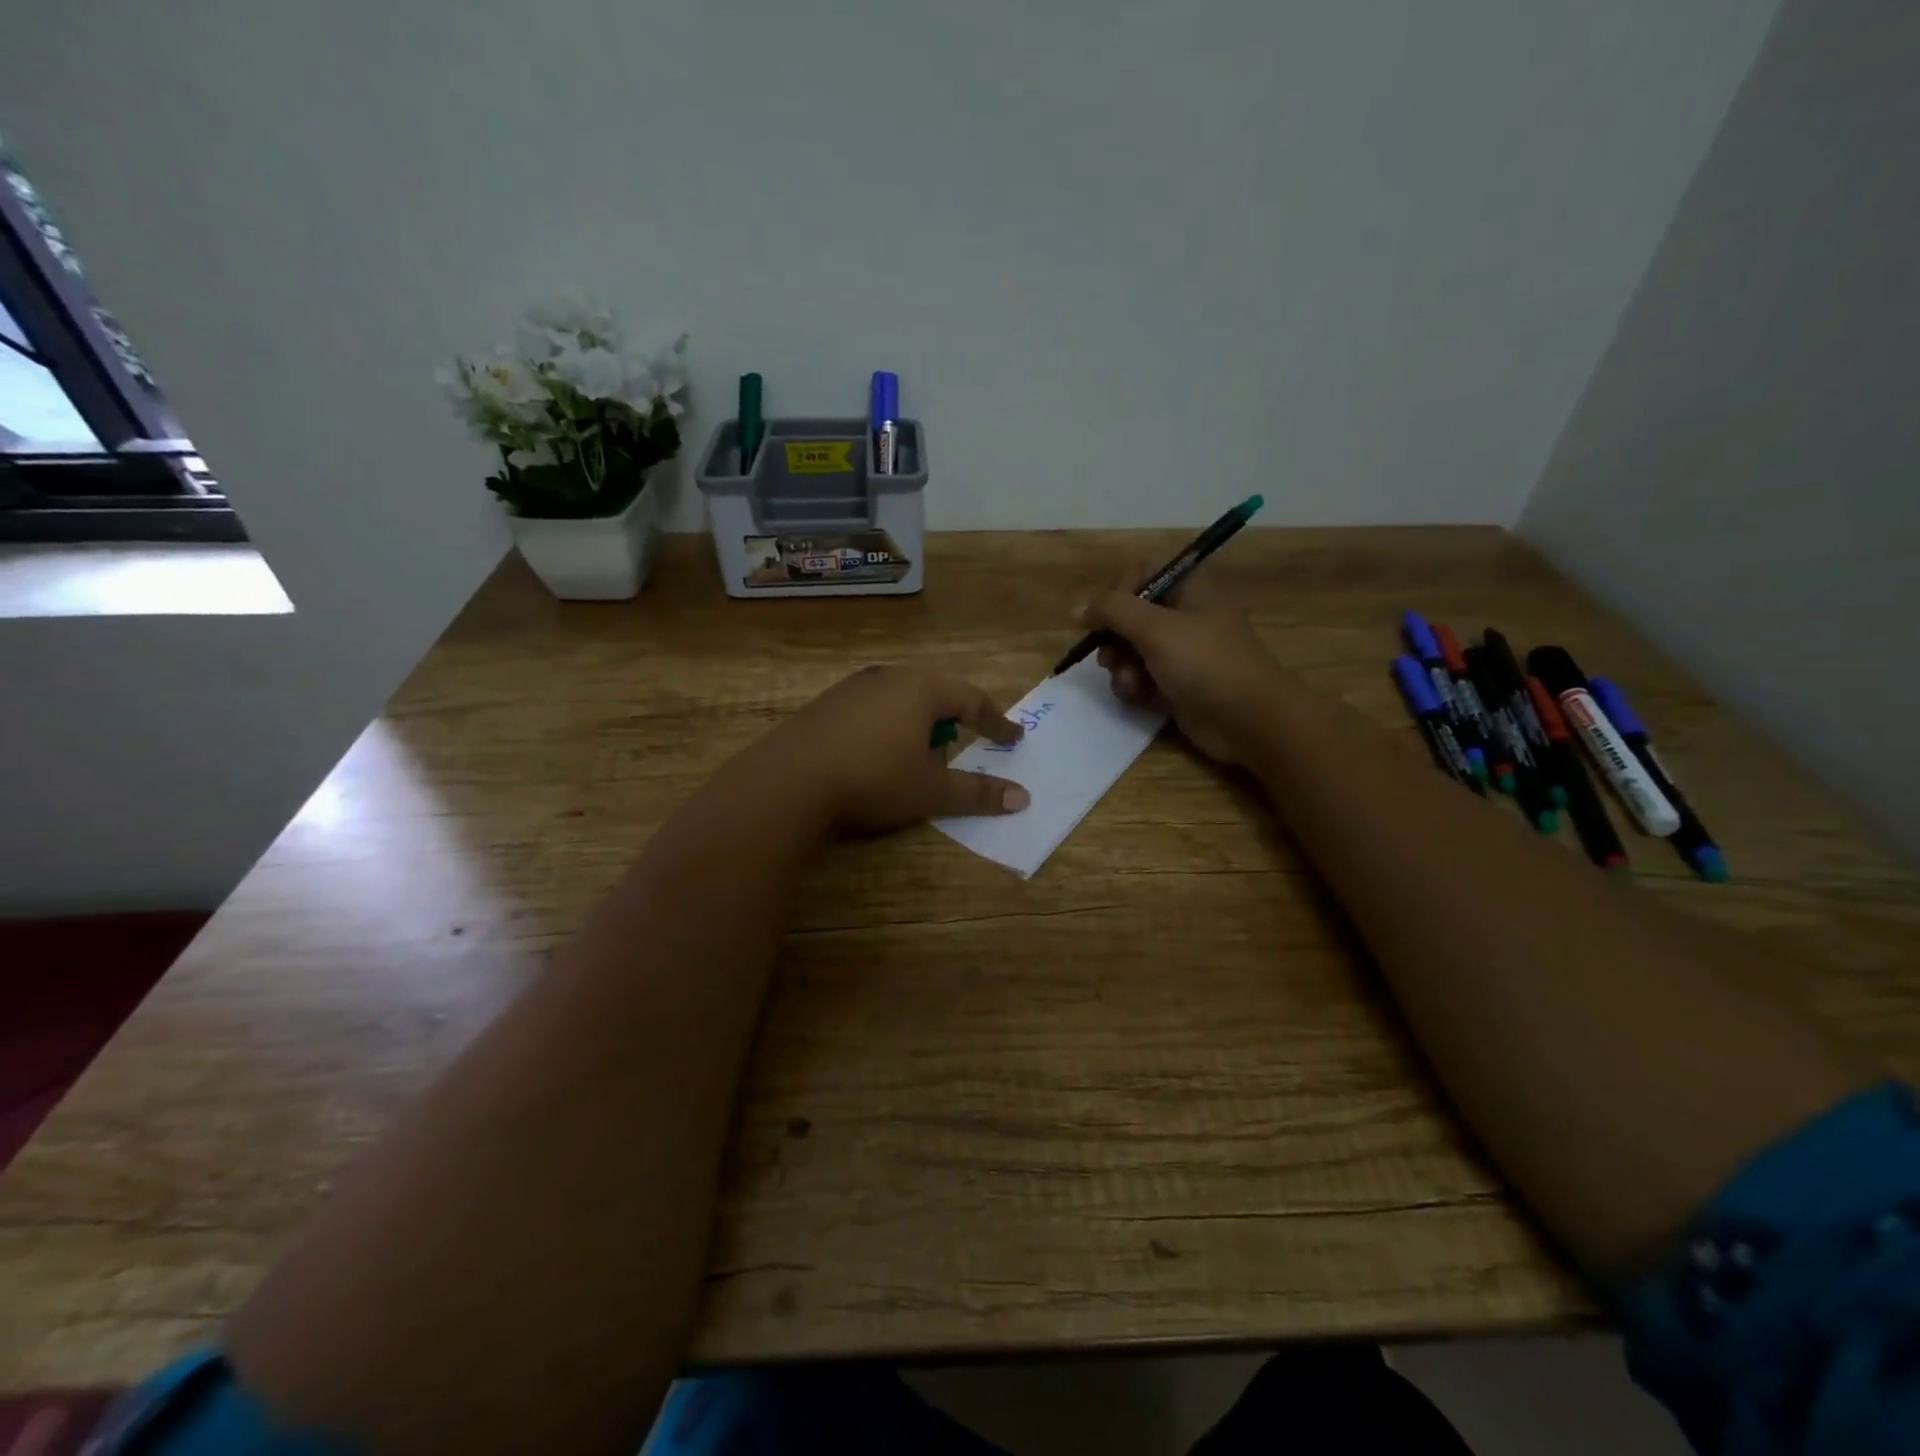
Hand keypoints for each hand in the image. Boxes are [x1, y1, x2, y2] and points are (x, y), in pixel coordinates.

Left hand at [746, 666, 1029, 834]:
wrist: (788, 782)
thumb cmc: (874, 779)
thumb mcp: (931, 791)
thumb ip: (977, 792)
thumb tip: (1022, 797)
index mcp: (921, 689)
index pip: (972, 699)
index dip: (996, 722)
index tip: (1013, 739)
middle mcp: (888, 678)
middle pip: (934, 693)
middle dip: (955, 718)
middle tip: (967, 740)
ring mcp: (851, 688)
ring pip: (900, 699)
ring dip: (918, 723)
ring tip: (920, 753)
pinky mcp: (824, 706)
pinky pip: (871, 710)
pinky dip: (887, 728)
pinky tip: (876, 755)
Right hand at [1084, 567, 1285, 764]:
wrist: (1248, 720)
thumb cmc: (1205, 663)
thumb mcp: (1155, 628)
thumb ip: (1112, 610)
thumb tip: (1076, 608)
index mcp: (1189, 589)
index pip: (1140, 574)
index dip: (1116, 593)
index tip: (1101, 617)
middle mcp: (1184, 615)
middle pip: (1130, 616)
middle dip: (1114, 639)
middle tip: (1110, 657)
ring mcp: (1181, 652)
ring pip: (1131, 650)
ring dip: (1122, 668)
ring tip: (1131, 684)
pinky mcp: (1177, 684)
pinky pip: (1141, 678)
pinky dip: (1135, 687)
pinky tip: (1140, 698)